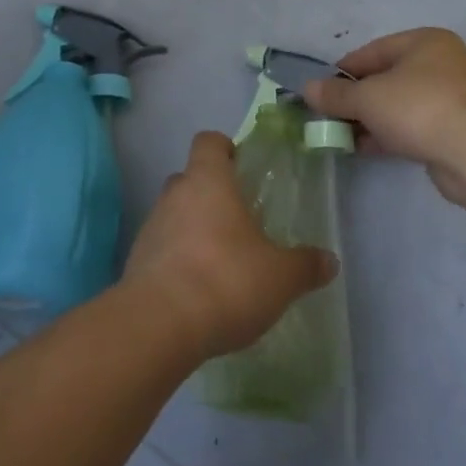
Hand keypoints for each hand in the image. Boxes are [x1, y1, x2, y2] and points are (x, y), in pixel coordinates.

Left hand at [123, 131, 337, 359]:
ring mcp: (151, 226)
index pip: (208, 141)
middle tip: (239, 220)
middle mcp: (175, 194)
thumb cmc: (226, 280)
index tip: (242, 168)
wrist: (159, 324)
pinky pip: (162, 247)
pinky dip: (178, 259)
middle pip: (190, 178)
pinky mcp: (136, 260)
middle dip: (212, 193)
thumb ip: (305, 265)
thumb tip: (329, 260)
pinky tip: (198, 289)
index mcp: (208, 180)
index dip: (225, 149)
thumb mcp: (280, 277)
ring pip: (175, 213)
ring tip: (221, 261)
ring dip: (194, 228)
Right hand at [304, 28, 465, 208]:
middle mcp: (441, 64)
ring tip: (340, 135)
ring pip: (398, 104)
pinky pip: (412, 126)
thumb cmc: (417, 108)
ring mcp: (451, 98)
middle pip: (386, 78)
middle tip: (329, 116)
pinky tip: (363, 148)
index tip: (320, 92)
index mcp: (424, 42)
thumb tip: (307, 89)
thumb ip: (335, 95)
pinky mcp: (454, 130)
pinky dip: (388, 134)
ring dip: (370, 119)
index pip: (372, 51)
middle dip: (355, 99)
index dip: (342, 72)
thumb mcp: (367, 98)